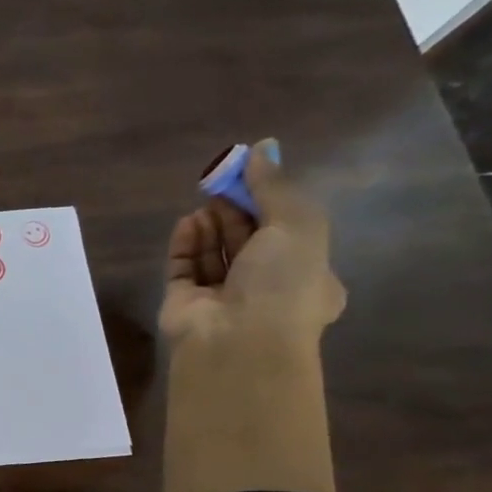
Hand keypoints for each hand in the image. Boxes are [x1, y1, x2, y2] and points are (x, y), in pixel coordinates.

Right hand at [159, 139, 345, 346]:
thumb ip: (276, 187)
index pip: (288, 231)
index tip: (251, 174)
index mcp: (307, 276)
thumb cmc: (282, 285)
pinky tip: (187, 223)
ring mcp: (223, 297)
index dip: (271, 200)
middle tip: (221, 183)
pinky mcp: (185, 303)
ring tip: (204, 203)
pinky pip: (184, 267)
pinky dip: (186, 244)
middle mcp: (265, 288)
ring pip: (215, 253)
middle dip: (236, 210)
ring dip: (211, 224)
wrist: (237, 342)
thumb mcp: (297, 226)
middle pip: (248, 240)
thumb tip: (262, 149)